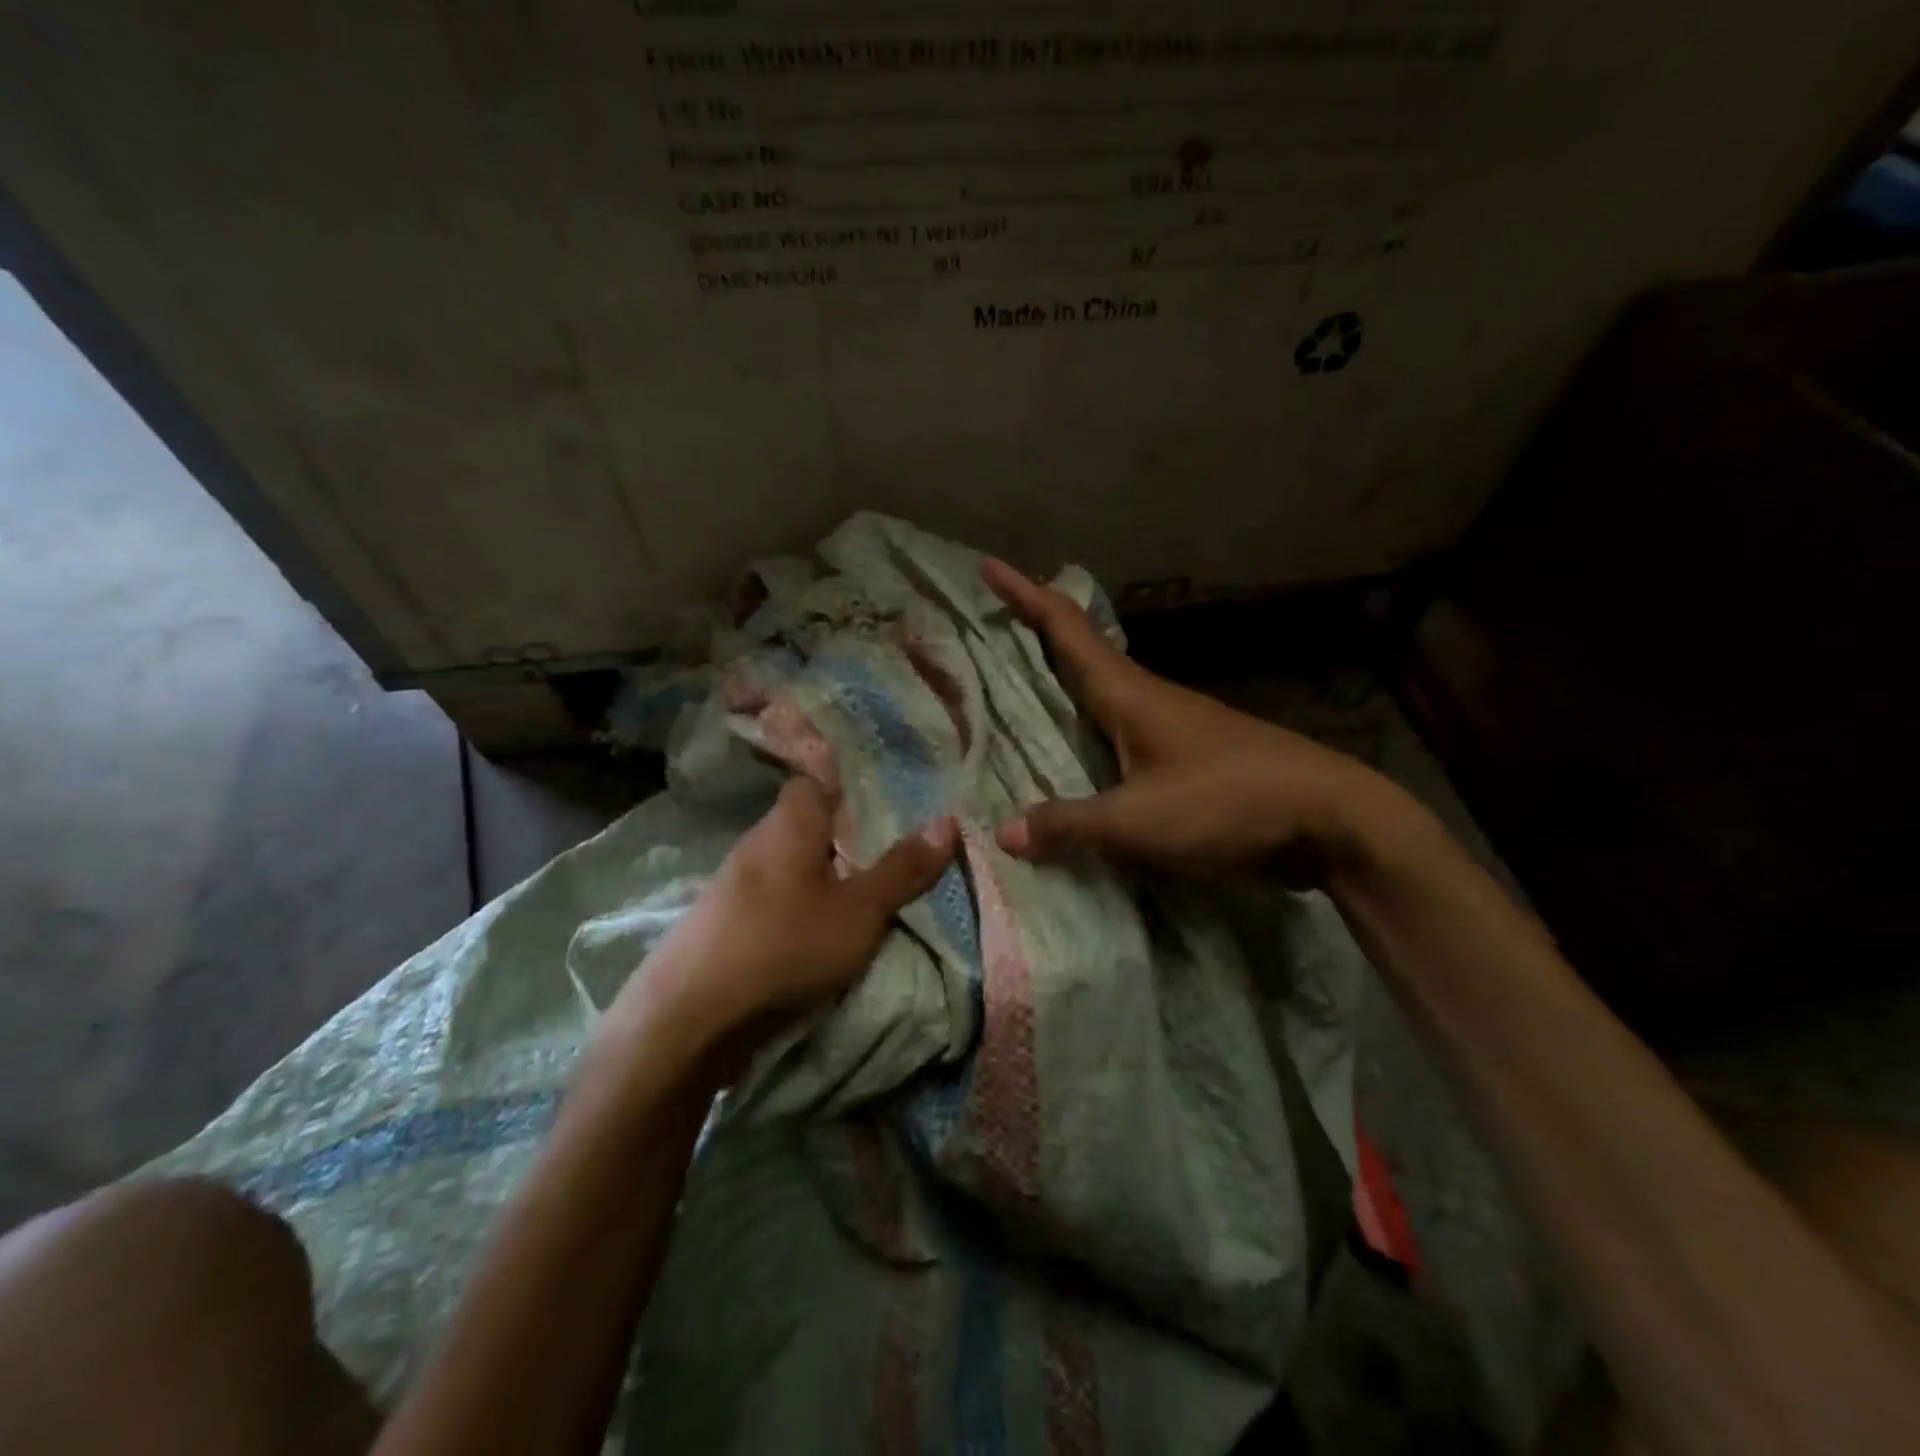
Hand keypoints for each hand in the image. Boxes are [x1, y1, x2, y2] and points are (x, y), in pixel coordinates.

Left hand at [614, 779, 958, 1062]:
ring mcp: (736, 887)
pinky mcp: (727, 927)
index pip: (819, 781)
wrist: (687, 1022)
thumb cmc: (783, 947)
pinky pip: (778, 902)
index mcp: (788, 824)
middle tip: (898, 850)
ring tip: (872, 892)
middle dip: (850, 837)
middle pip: (810, 826)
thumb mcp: (859, 911)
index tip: (895, 799)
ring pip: (794, 867)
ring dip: (827, 877)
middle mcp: (758, 844)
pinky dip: (804, 909)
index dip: (855, 786)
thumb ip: (902, 869)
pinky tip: (825, 932)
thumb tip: (948, 820)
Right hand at [982, 557, 1401, 874]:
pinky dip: (1088, 728)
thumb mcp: (1139, 821)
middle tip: (989, 628)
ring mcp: (1171, 725)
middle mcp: (1146, 698)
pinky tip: (1077, 754)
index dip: (1024, 595)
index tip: (988, 566)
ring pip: (1102, 692)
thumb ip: (1070, 825)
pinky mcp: (1188, 756)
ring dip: (1062, 682)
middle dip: (1035, 634)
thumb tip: (1003, 833)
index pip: (1065, 629)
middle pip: (1081, 652)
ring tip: (1020, 690)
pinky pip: (1120, 731)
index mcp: (1129, 693)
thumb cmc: (1228, 802)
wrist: (1329, 817)